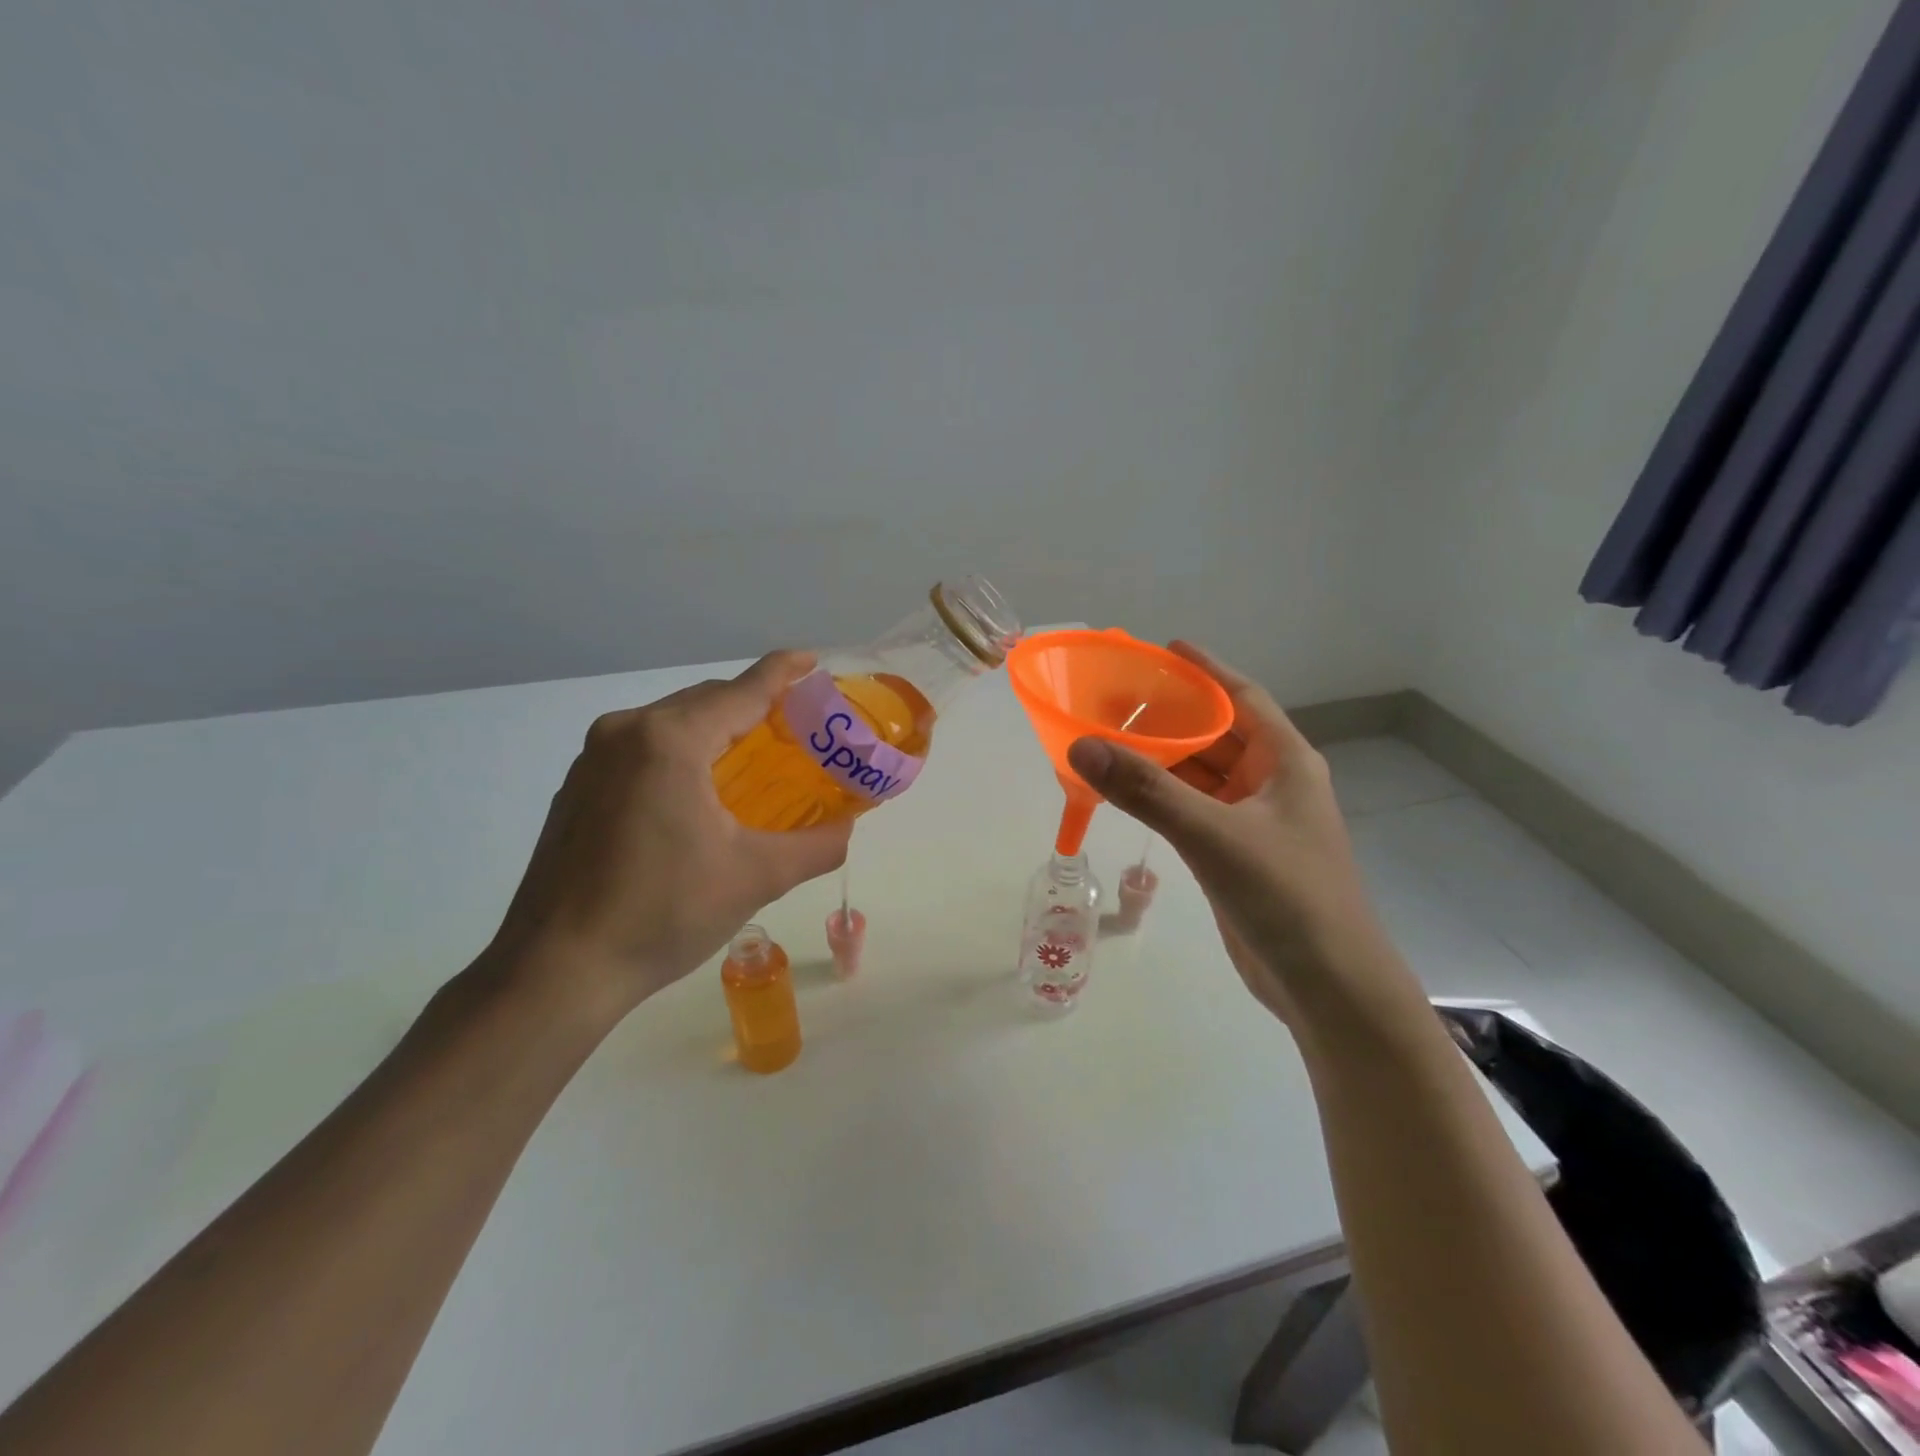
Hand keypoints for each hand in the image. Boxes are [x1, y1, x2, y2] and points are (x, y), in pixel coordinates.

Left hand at [485, 652, 851, 1024]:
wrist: (556, 970)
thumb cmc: (662, 913)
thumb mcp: (755, 877)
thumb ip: (816, 846)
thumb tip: (846, 829)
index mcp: (670, 740)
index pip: (743, 689)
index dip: (784, 672)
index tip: (814, 661)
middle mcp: (626, 731)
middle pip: (706, 700)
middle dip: (755, 706)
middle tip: (798, 728)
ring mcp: (594, 758)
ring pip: (673, 724)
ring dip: (718, 731)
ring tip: (756, 760)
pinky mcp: (579, 786)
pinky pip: (644, 749)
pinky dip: (684, 753)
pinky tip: (701, 793)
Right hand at [1065, 642, 1389, 1027]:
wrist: (1328, 987)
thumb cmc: (1286, 896)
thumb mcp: (1214, 834)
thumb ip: (1146, 790)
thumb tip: (1081, 745)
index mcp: (1285, 761)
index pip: (1242, 697)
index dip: (1205, 670)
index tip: (1162, 649)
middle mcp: (1272, 783)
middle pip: (1216, 733)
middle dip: (1170, 715)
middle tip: (1115, 699)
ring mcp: (1254, 821)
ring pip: (1200, 775)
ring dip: (1161, 759)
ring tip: (1109, 740)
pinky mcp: (1235, 855)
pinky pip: (1192, 810)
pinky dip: (1161, 798)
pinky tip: (1126, 793)